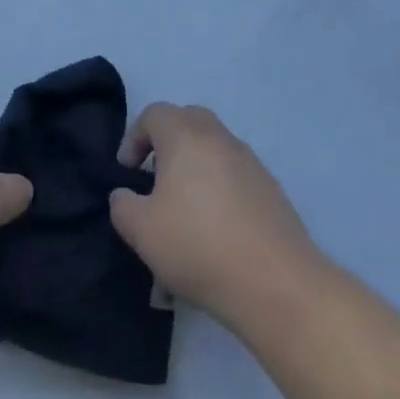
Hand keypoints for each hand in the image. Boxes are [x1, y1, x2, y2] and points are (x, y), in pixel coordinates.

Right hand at [109, 103, 320, 328]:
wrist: (276, 283)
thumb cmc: (198, 246)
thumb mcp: (141, 230)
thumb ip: (123, 205)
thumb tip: (126, 195)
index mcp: (186, 136)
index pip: (154, 114)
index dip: (134, 138)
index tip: (127, 173)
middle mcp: (220, 138)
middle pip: (188, 122)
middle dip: (166, 145)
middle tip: (155, 181)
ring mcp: (250, 163)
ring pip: (213, 151)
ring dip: (194, 170)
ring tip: (183, 215)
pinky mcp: (271, 190)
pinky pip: (234, 177)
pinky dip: (218, 192)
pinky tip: (213, 233)